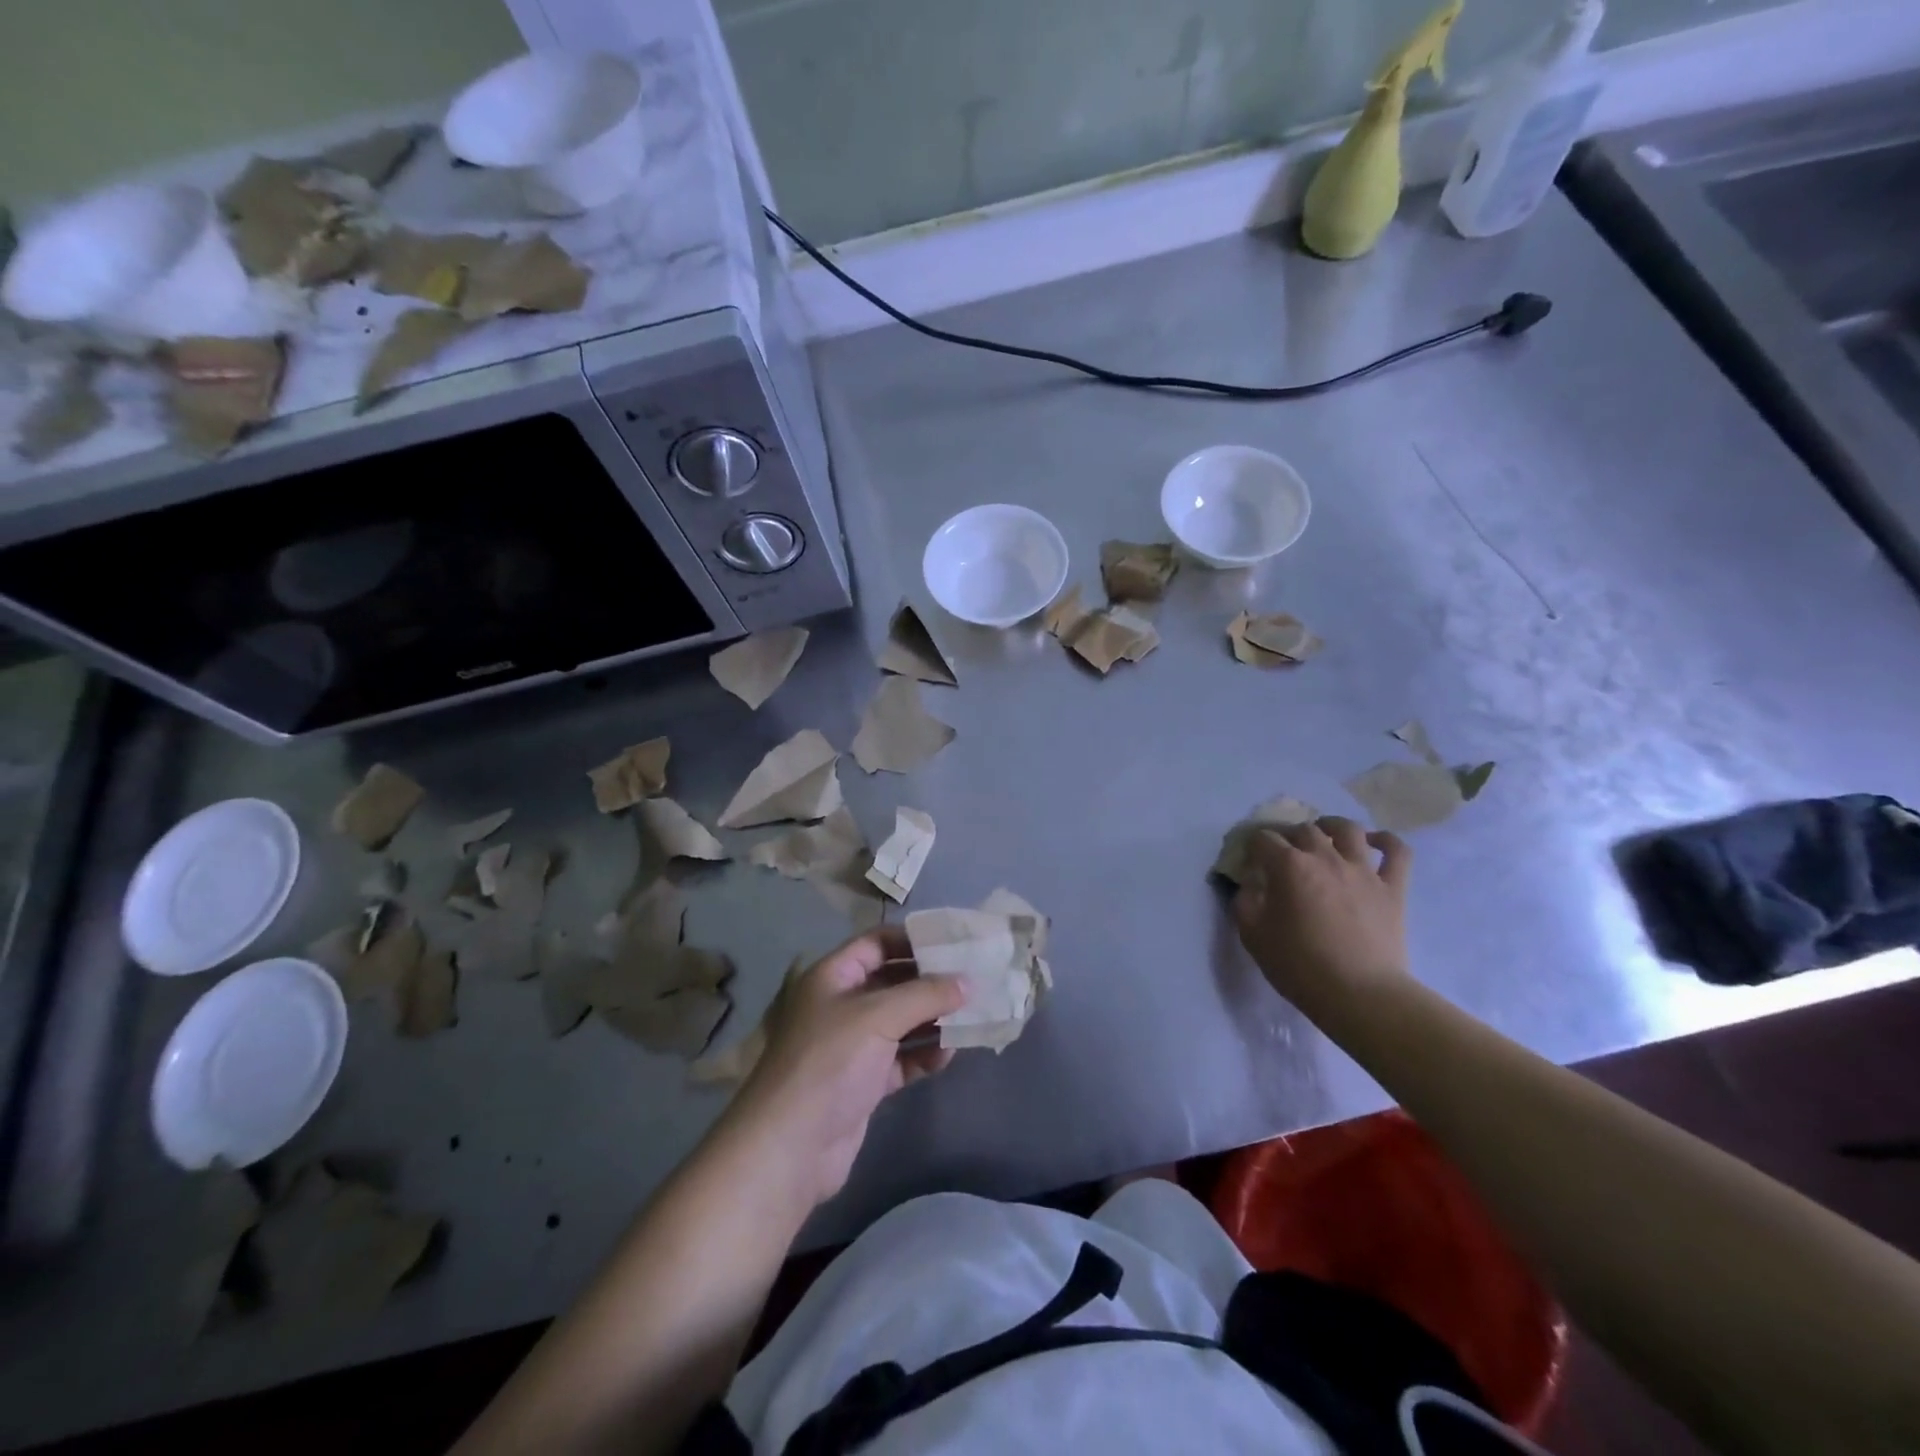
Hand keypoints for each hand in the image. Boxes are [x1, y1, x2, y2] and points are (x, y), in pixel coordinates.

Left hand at [725, 927, 963, 1209]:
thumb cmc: (831, 1062)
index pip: (876, 943)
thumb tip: (968, 982)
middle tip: (973, 980)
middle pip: (892, 982)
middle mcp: (841, 1005)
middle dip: (930, 982)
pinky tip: (949, 1055)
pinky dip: (924, 1055)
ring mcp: (852, 1046)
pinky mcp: (863, 1082)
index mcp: (833, 977)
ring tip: (971, 1016)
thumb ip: (925, 995)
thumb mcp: (878, 1017)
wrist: (791, 1146)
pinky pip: (901, 1059)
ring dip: (932, 1019)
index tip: (952, 943)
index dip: (912, 940)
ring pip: (900, 1022)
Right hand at [1233, 817, 1412, 1019]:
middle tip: (1284, 852)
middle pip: (1304, 830)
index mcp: (1289, 866)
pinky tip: (1374, 842)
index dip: (1252, 845)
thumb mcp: (1253, 935)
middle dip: (1289, 836)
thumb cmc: (1299, 966)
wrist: (1360, 994)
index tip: (1249, 859)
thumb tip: (1250, 884)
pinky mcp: (1392, 888)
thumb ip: (1245, 901)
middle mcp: (1325, 857)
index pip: (1263, 839)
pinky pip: (1396, 852)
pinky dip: (1386, 841)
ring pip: (1349, 830)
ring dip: (1332, 826)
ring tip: (1325, 833)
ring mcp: (1363, 870)